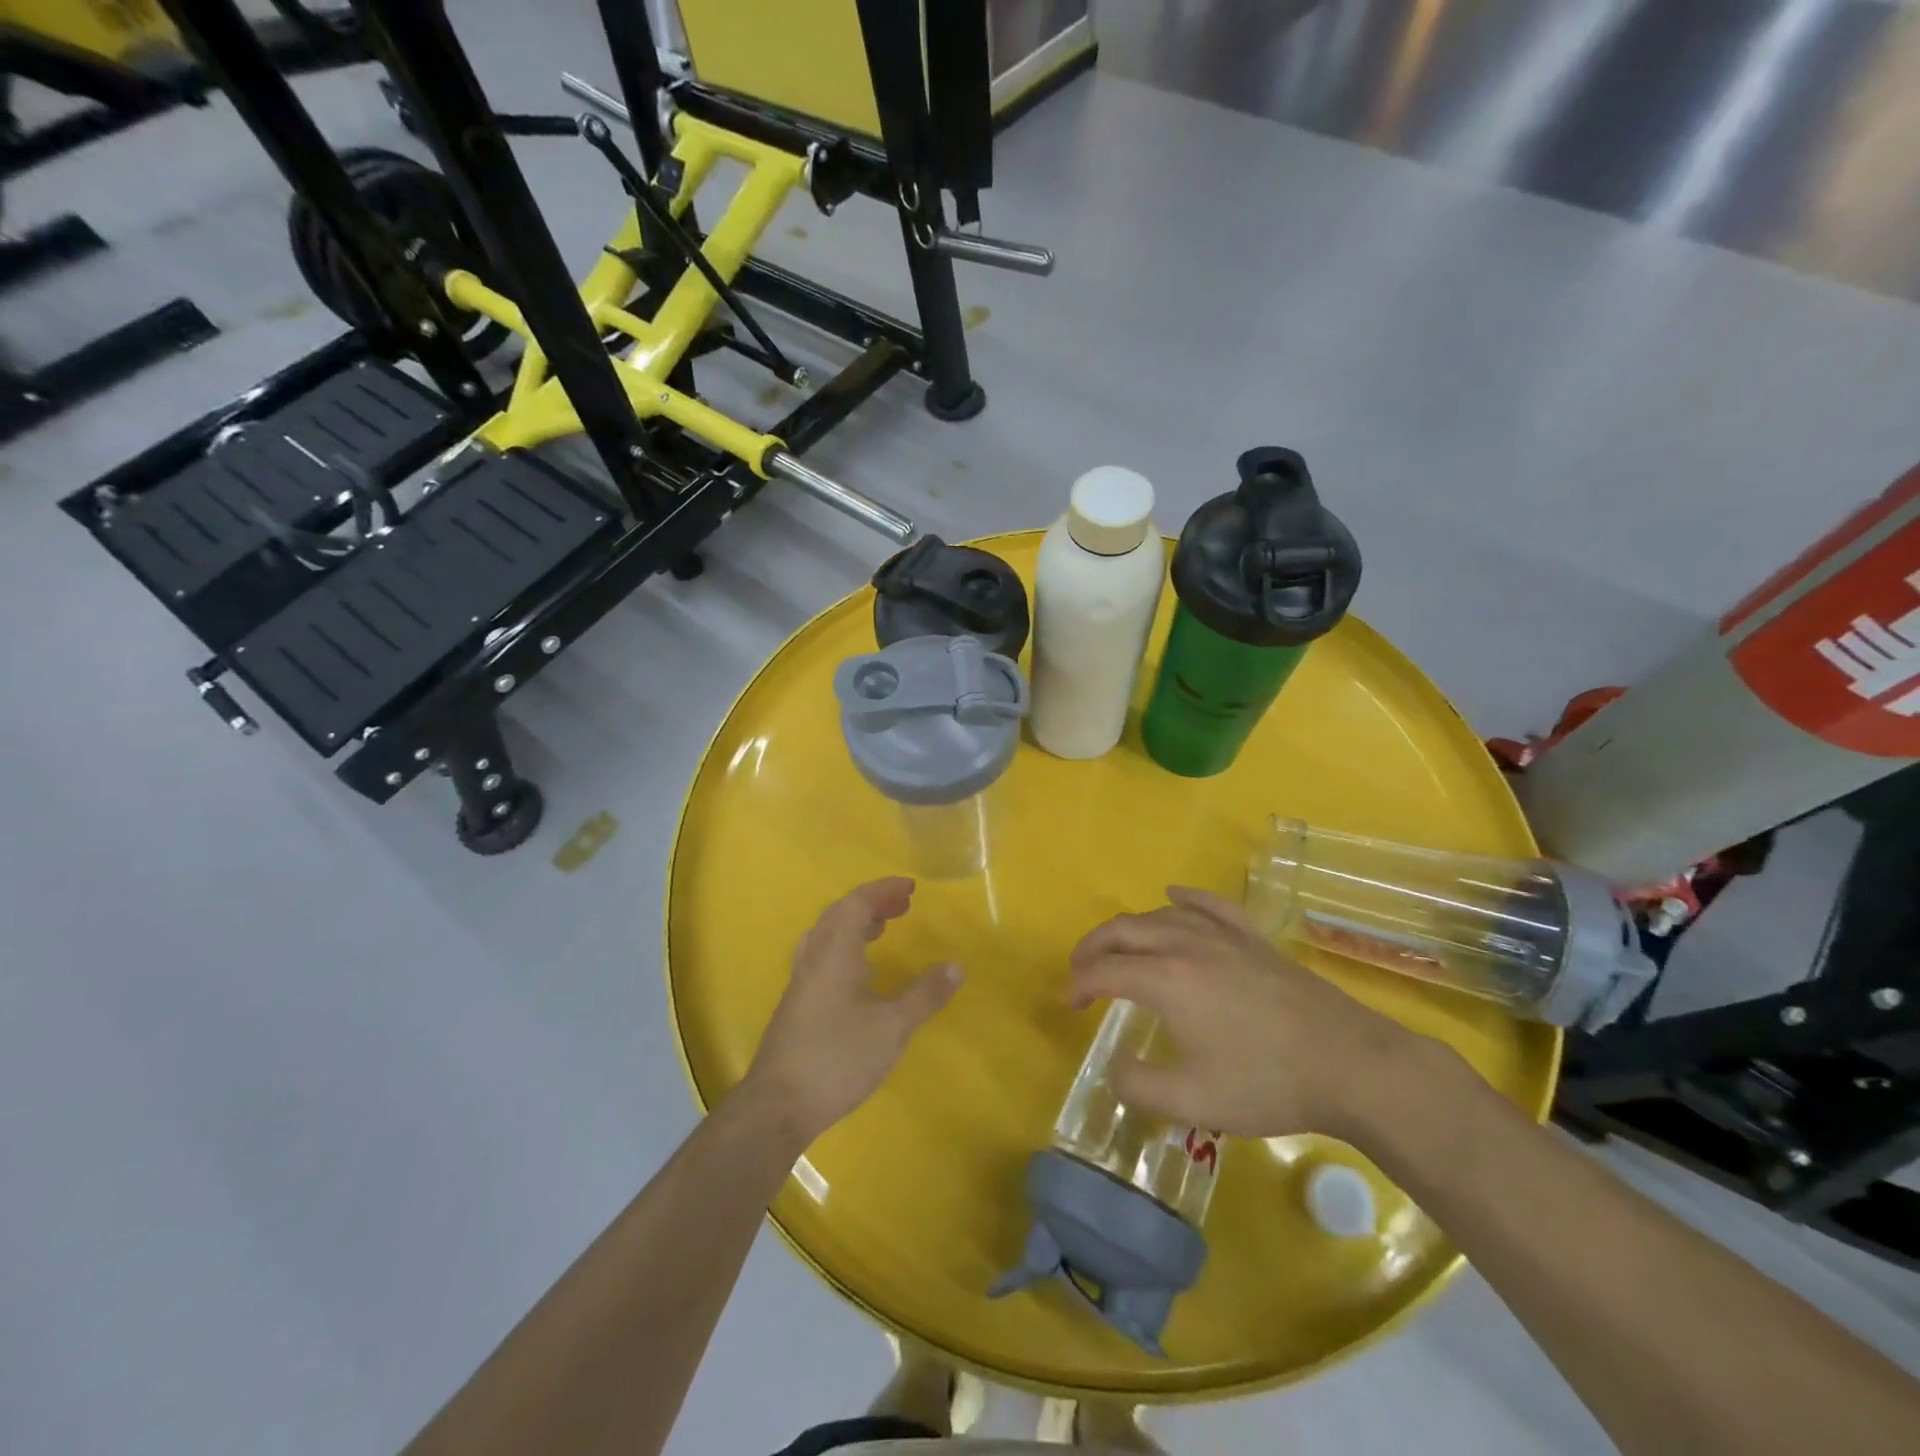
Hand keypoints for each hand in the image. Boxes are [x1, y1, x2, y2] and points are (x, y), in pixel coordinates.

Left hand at [741, 878, 961, 1146]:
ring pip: (826, 934)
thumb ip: (925, 994)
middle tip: (902, 907)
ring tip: (882, 929)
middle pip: (839, 914)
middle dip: (871, 904)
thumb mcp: (892, 1027)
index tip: (910, 888)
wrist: (778, 1106)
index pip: (857, 903)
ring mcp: (801, 981)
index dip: (883, 890)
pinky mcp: (796, 1004)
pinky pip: (821, 955)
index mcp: (835, 952)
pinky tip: (858, 972)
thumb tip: (956, 966)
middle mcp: (814, 958)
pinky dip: (844, 946)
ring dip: (855, 923)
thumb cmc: (838, 1057)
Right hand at [1069, 886, 1439, 1144]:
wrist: (1349, 1065)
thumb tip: (1116, 1069)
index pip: (1106, 970)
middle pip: (1125, 930)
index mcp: (1166, 979)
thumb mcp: (1193, 1100)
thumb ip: (1140, 1086)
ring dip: (1130, 928)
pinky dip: (1187, 899)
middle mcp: (1187, 944)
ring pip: (1162, 916)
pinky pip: (1212, 905)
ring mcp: (1224, 937)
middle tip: (1080, 970)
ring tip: (1118, 946)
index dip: (1080, 983)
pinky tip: (1174, 896)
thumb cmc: (1267, 1082)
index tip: (1069, 1003)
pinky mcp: (1254, 940)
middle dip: (1094, 947)